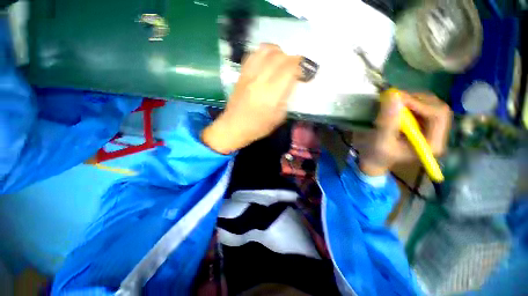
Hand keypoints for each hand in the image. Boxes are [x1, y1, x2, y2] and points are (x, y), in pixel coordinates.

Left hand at [202, 44, 301, 153]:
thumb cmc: (258, 126)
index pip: (290, 68)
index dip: (302, 66)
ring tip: (283, 61)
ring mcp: (249, 74)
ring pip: (266, 50)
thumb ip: (287, 98)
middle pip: (280, 57)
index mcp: (271, 93)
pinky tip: (268, 60)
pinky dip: (264, 53)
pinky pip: (253, 54)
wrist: (234, 126)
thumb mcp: (279, 117)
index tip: (306, 71)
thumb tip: (292, 83)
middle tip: (296, 68)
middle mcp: (260, 79)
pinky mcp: (241, 74)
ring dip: (279, 52)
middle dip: (293, 59)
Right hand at [357, 92, 451, 175]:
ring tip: (393, 102)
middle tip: (394, 98)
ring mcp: (431, 128)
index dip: (420, 103)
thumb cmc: (376, 154)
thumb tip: (393, 96)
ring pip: (431, 104)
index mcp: (431, 144)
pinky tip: (396, 106)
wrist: (374, 159)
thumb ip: (387, 122)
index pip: (438, 115)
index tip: (397, 98)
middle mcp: (436, 135)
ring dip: (412, 99)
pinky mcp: (422, 124)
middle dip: (416, 100)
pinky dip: (409, 102)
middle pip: (437, 107)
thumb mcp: (380, 141)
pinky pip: (422, 106)